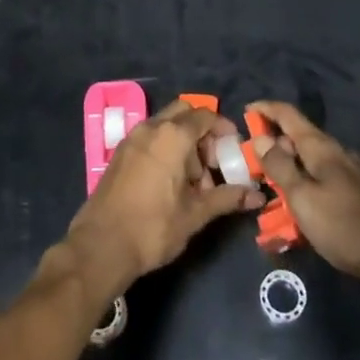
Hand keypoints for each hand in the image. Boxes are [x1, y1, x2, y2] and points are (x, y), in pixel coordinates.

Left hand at [63, 99, 263, 300]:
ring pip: (165, 126)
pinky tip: (170, 182)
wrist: (101, 245)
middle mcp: (150, 128)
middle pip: (183, 114)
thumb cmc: (153, 227)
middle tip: (213, 162)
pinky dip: (165, 148)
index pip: (205, 116)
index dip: (223, 128)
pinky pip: (149, 138)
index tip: (234, 148)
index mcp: (172, 136)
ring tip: (194, 180)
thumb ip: (227, 198)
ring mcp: (131, 139)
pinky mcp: (119, 153)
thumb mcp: (196, 213)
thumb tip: (258, 196)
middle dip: (202, 132)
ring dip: (184, 142)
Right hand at [248, 100, 359, 288]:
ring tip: (272, 188)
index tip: (246, 110)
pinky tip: (301, 205)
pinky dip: (305, 182)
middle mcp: (338, 152)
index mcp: (322, 148)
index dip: (266, 109)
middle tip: (253, 162)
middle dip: (275, 144)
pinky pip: (323, 178)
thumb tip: (261, 138)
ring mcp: (352, 172)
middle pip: (300, 137)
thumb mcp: (303, 198)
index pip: (289, 115)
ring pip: (312, 160)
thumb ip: (280, 167)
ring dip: (290, 166)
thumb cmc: (345, 226)